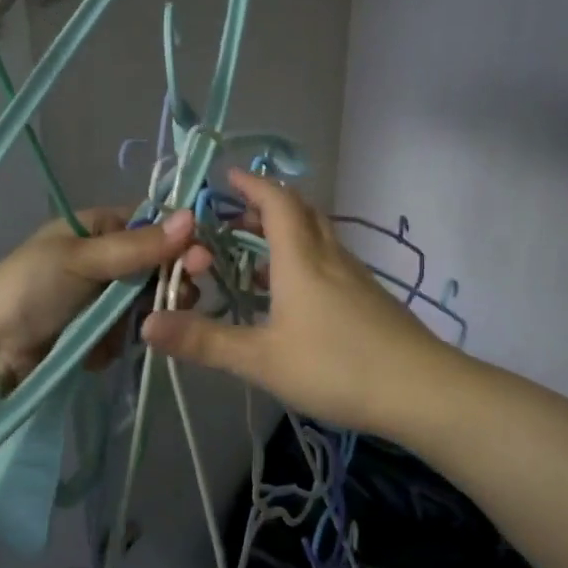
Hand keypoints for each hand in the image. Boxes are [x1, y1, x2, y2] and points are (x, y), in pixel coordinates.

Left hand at [0, 207, 197, 387]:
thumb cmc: (30, 288)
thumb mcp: (82, 260)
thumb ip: (138, 245)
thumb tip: (191, 217)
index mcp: (97, 229)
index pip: (152, 225)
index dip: (179, 239)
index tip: (200, 256)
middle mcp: (105, 260)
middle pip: (158, 265)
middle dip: (172, 279)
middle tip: (184, 294)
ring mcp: (104, 299)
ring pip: (150, 300)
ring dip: (154, 311)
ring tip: (150, 323)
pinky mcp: (103, 334)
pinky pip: (134, 330)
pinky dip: (130, 337)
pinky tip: (121, 344)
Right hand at [140, 169, 449, 434]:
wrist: (421, 390)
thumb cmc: (337, 366)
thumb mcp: (262, 359)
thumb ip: (205, 341)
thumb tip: (146, 324)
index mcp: (301, 259)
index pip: (276, 202)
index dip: (251, 185)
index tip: (226, 177)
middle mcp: (330, 257)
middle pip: (300, 213)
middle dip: (266, 207)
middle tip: (234, 219)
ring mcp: (355, 277)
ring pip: (317, 238)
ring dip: (285, 235)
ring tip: (254, 256)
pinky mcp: (369, 299)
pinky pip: (329, 262)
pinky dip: (303, 261)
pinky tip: (292, 296)